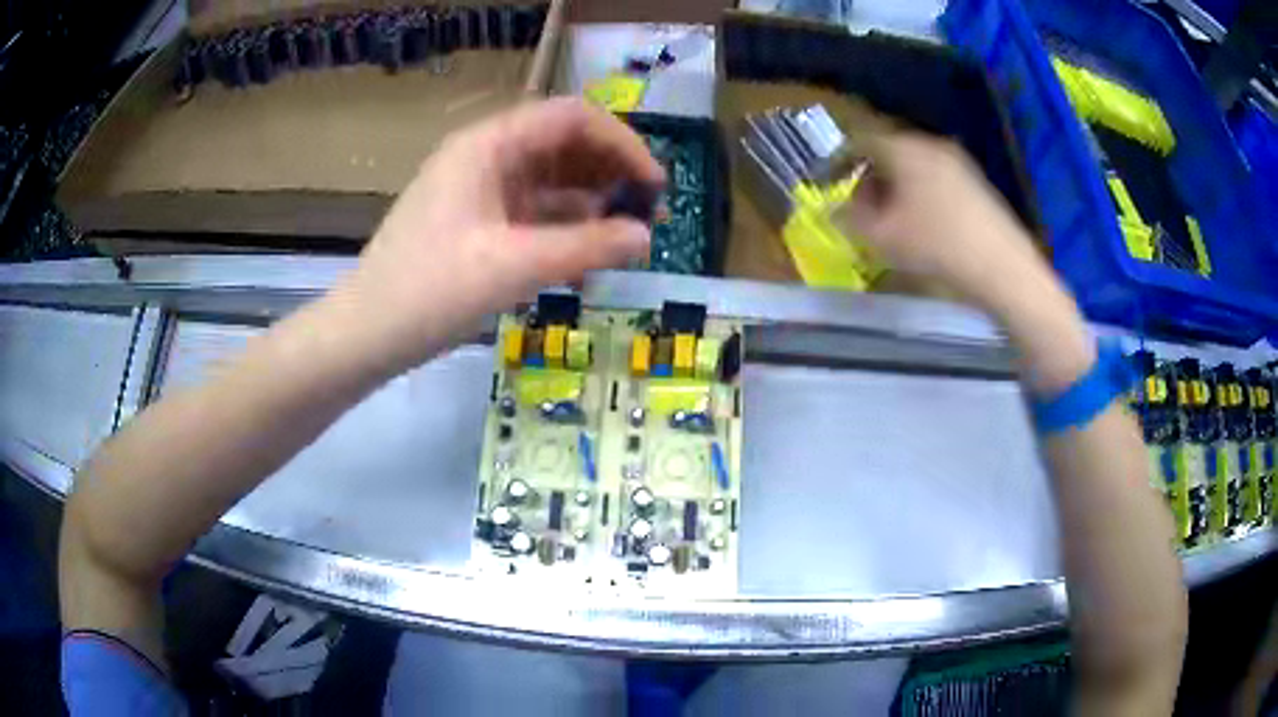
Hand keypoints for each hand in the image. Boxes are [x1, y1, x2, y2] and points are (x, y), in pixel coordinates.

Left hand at [334, 98, 663, 375]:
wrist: (365, 334)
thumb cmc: (430, 292)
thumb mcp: (514, 266)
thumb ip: (587, 247)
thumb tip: (645, 237)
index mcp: (488, 145)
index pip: (572, 117)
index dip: (622, 143)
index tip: (655, 185)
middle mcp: (485, 156)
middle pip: (563, 145)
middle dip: (610, 175)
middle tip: (647, 217)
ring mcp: (479, 189)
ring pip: (550, 181)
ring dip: (590, 205)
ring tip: (625, 242)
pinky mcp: (476, 222)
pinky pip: (531, 213)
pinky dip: (563, 230)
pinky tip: (585, 261)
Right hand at [839, 132, 1045, 312]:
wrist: (1002, 267)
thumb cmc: (936, 246)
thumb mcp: (882, 237)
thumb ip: (849, 219)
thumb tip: (832, 209)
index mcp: (904, 148)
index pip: (860, 141)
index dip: (839, 161)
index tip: (829, 183)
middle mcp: (930, 145)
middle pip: (889, 152)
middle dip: (869, 177)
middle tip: (861, 208)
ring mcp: (958, 162)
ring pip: (914, 166)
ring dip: (895, 187)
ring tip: (891, 221)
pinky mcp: (976, 183)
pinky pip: (935, 178)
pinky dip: (920, 194)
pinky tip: (923, 224)